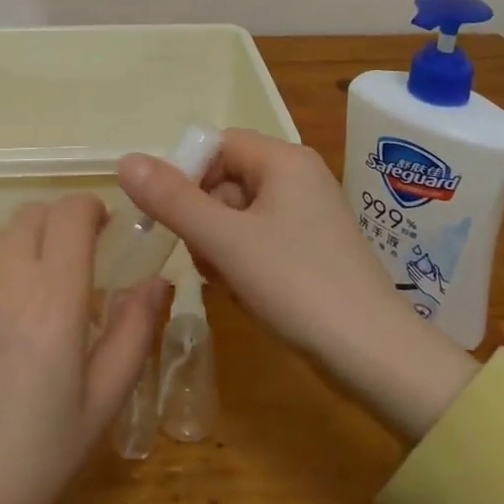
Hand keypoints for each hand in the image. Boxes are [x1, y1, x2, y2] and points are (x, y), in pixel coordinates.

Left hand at [0, 196, 165, 503]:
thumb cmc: (36, 457)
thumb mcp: (101, 403)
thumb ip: (135, 332)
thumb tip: (159, 281)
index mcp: (53, 296)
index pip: (72, 212)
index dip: (91, 209)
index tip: (104, 230)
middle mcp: (4, 277)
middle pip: (34, 213)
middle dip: (60, 223)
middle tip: (75, 261)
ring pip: (0, 237)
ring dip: (26, 245)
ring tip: (36, 293)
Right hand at [118, 130, 478, 441]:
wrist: (378, 358)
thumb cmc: (298, 285)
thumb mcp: (226, 241)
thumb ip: (173, 200)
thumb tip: (126, 159)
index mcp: (283, 159)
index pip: (216, 144)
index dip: (186, 175)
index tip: (168, 217)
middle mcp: (298, 176)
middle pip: (226, 179)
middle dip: (204, 218)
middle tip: (202, 257)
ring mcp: (309, 214)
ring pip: (239, 214)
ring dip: (220, 245)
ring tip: (226, 281)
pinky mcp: (313, 248)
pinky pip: (260, 239)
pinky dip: (244, 261)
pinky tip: (246, 293)